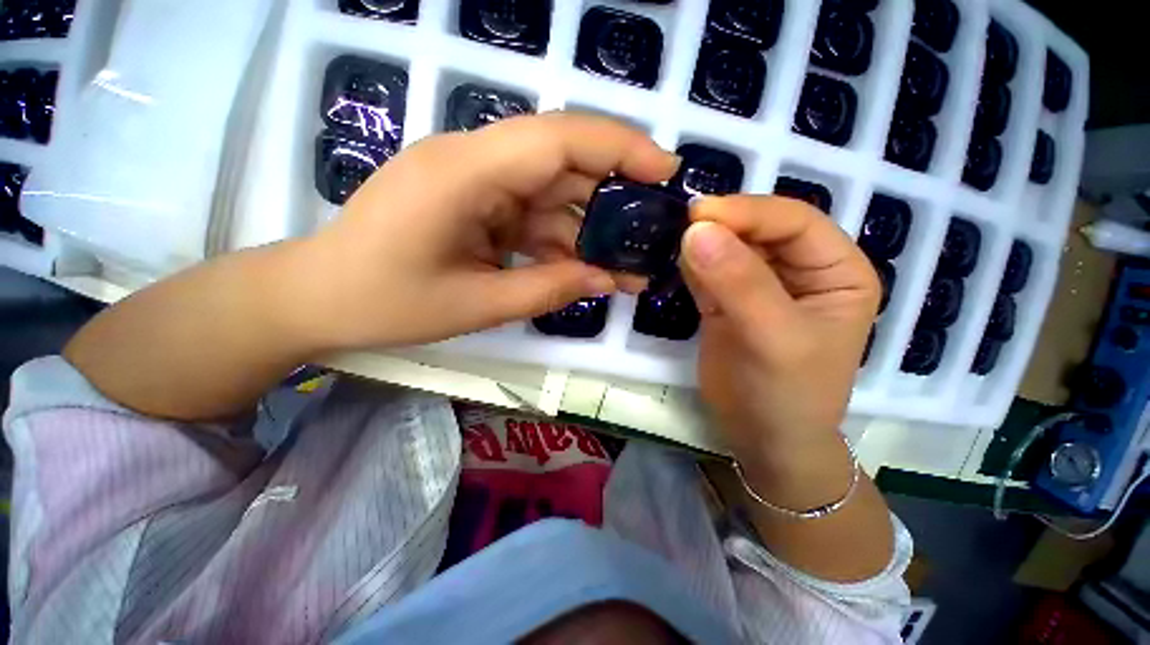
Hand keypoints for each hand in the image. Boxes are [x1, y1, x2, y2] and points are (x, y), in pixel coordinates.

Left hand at [302, 113, 678, 348]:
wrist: (318, 297)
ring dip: (588, 230)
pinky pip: (530, 214)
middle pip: (563, 163)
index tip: (666, 172)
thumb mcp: (477, 304)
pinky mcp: (474, 202)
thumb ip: (548, 289)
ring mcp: (474, 181)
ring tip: (624, 268)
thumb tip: (607, 280)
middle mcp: (473, 162)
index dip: (621, 147)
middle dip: (613, 198)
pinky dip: (560, 240)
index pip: (559, 139)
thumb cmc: (385, 303)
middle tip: (651, 234)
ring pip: (551, 194)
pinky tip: (582, 267)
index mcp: (465, 173)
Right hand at [678, 196, 879, 471]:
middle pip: (758, 231)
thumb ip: (738, 283)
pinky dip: (690, 264)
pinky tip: (674, 261)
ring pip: (728, 248)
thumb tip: (696, 231)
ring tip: (672, 241)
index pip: (795, 222)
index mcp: (836, 270)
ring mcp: (759, 285)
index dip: (749, 212)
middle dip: (722, 226)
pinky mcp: (726, 300)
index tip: (699, 213)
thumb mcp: (774, 338)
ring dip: (701, 243)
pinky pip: (707, 272)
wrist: (761, 438)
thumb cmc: (787, 394)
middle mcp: (800, 270)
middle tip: (680, 226)